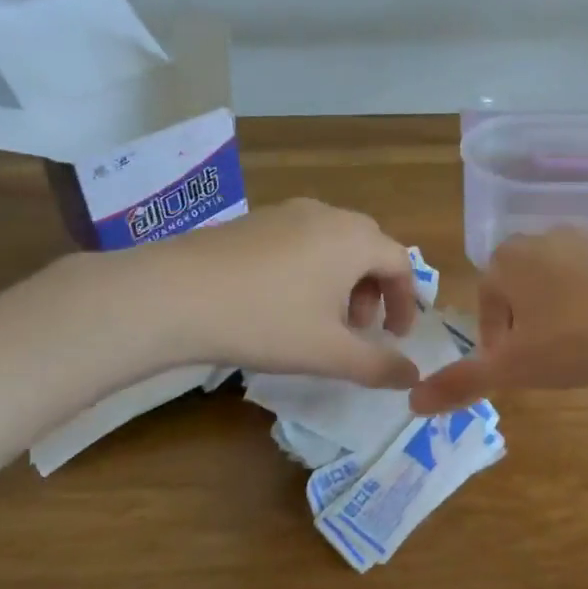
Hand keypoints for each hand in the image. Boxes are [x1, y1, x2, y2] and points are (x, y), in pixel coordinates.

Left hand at [134, 199, 421, 386]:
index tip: (395, 338)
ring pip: (332, 243)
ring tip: (320, 319)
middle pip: (368, 248)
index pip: (400, 263)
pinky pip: (300, 240)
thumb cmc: (266, 321)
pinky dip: (310, 269)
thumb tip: (413, 375)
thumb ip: (377, 366)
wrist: (174, 295)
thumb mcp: (328, 352)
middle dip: (373, 290)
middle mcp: (325, 215)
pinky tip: (281, 302)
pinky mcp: (252, 221)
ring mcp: (285, 212)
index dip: (406, 302)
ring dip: (342, 281)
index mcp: (354, 239)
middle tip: (359, 328)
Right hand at [409, 228, 587, 412]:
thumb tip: (412, 403)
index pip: (486, 303)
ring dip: (558, 315)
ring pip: (556, 284)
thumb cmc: (575, 339)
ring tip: (579, 350)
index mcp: (506, 260)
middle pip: (520, 290)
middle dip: (525, 325)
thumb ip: (461, 382)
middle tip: (546, 361)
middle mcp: (541, 239)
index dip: (496, 342)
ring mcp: (585, 239)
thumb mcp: (513, 368)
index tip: (515, 369)